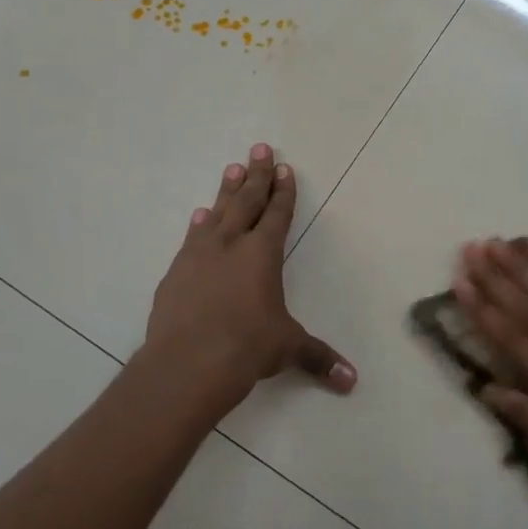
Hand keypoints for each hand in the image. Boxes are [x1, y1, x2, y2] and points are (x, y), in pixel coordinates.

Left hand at [144, 144, 355, 414]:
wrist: (187, 363)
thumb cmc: (247, 348)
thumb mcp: (287, 349)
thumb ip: (318, 358)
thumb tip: (351, 381)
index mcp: (262, 254)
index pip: (277, 214)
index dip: (283, 191)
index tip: (284, 167)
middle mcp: (231, 245)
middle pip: (247, 201)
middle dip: (257, 174)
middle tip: (260, 147)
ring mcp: (199, 255)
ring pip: (217, 212)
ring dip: (227, 190)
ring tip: (231, 168)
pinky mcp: (175, 273)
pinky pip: (191, 239)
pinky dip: (198, 225)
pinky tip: (199, 216)